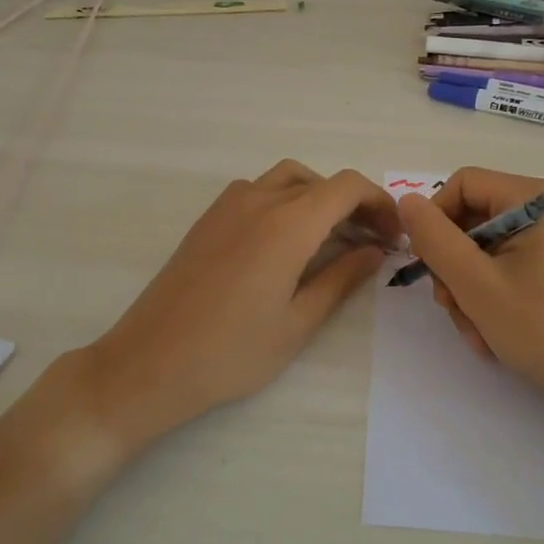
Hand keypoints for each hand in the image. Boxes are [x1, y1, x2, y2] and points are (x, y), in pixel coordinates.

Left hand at [78, 160, 400, 449]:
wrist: (149, 363)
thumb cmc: (231, 352)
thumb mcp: (298, 322)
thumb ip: (341, 278)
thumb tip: (374, 251)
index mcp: (287, 224)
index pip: (347, 187)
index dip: (379, 203)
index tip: (393, 236)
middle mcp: (258, 200)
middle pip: (320, 181)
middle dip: (353, 204)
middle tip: (371, 243)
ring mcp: (228, 206)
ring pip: (287, 179)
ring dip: (318, 198)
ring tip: (332, 240)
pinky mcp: (208, 219)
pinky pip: (258, 191)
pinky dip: (285, 201)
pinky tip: (286, 243)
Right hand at [396, 167, 543, 421]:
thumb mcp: (477, 284)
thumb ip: (435, 239)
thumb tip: (406, 201)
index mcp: (536, 198)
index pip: (462, 185)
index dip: (436, 221)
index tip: (431, 267)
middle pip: (473, 220)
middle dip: (455, 268)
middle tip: (454, 309)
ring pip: (486, 251)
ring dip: (470, 292)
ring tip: (479, 333)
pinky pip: (510, 270)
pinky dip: (494, 299)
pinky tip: (496, 335)